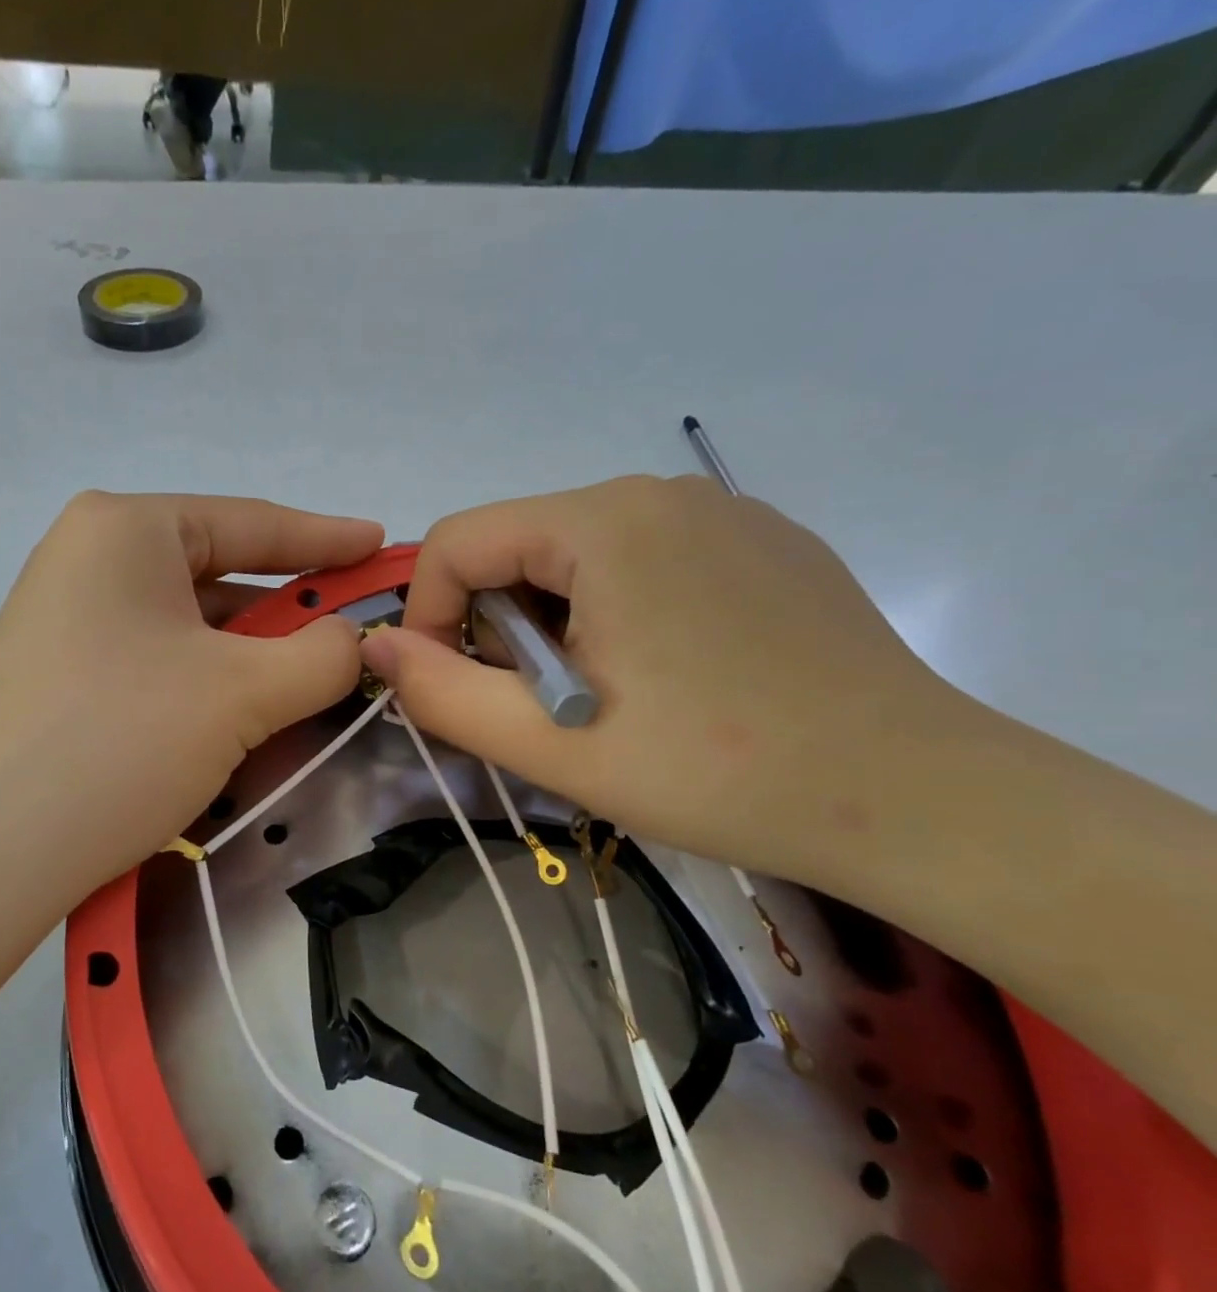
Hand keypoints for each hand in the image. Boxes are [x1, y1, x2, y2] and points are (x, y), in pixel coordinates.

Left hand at [0, 492, 382, 919]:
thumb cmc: (122, 740)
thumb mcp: (244, 693)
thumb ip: (323, 655)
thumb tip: (352, 642)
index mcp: (125, 529)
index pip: (250, 522)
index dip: (327, 536)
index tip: (381, 544)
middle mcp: (86, 559)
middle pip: (217, 576)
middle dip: (287, 613)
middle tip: (349, 637)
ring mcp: (64, 618)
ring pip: (187, 627)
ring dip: (248, 659)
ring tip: (301, 693)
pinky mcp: (57, 675)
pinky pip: (154, 663)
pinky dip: (204, 685)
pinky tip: (234, 724)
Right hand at [359, 476, 965, 886]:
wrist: (918, 799)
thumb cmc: (718, 772)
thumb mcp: (554, 746)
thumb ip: (442, 694)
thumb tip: (373, 650)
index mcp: (604, 522)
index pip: (457, 540)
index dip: (427, 616)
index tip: (449, 689)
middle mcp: (658, 493)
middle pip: (517, 545)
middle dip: (497, 627)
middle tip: (538, 710)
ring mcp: (719, 512)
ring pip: (575, 555)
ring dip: (552, 625)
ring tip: (601, 699)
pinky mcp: (759, 542)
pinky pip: (641, 560)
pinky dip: (613, 612)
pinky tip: (664, 676)